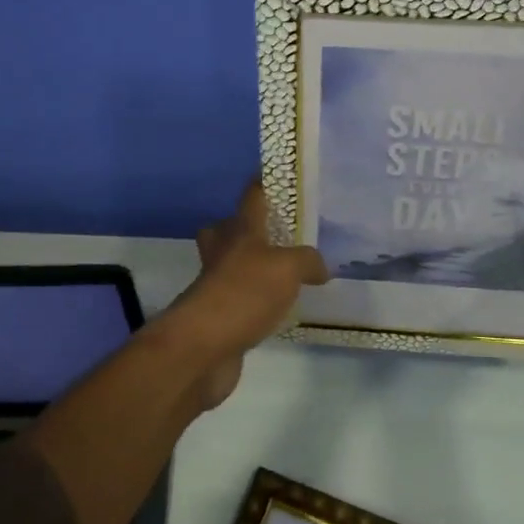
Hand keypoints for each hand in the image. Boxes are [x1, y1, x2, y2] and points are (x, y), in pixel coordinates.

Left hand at [161, 181, 328, 408]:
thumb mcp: (287, 268)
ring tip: (286, 274)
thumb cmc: (244, 293)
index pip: (251, 197)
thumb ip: (307, 262)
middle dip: (243, 228)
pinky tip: (278, 309)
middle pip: (227, 231)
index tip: (277, 175)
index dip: (263, 183)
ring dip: (251, 267)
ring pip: (231, 266)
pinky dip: (255, 302)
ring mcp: (216, 287)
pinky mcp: (218, 319)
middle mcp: (224, 254)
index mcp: (240, 233)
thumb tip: (320, 268)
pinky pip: (239, 301)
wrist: (203, 347)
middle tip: (273, 233)